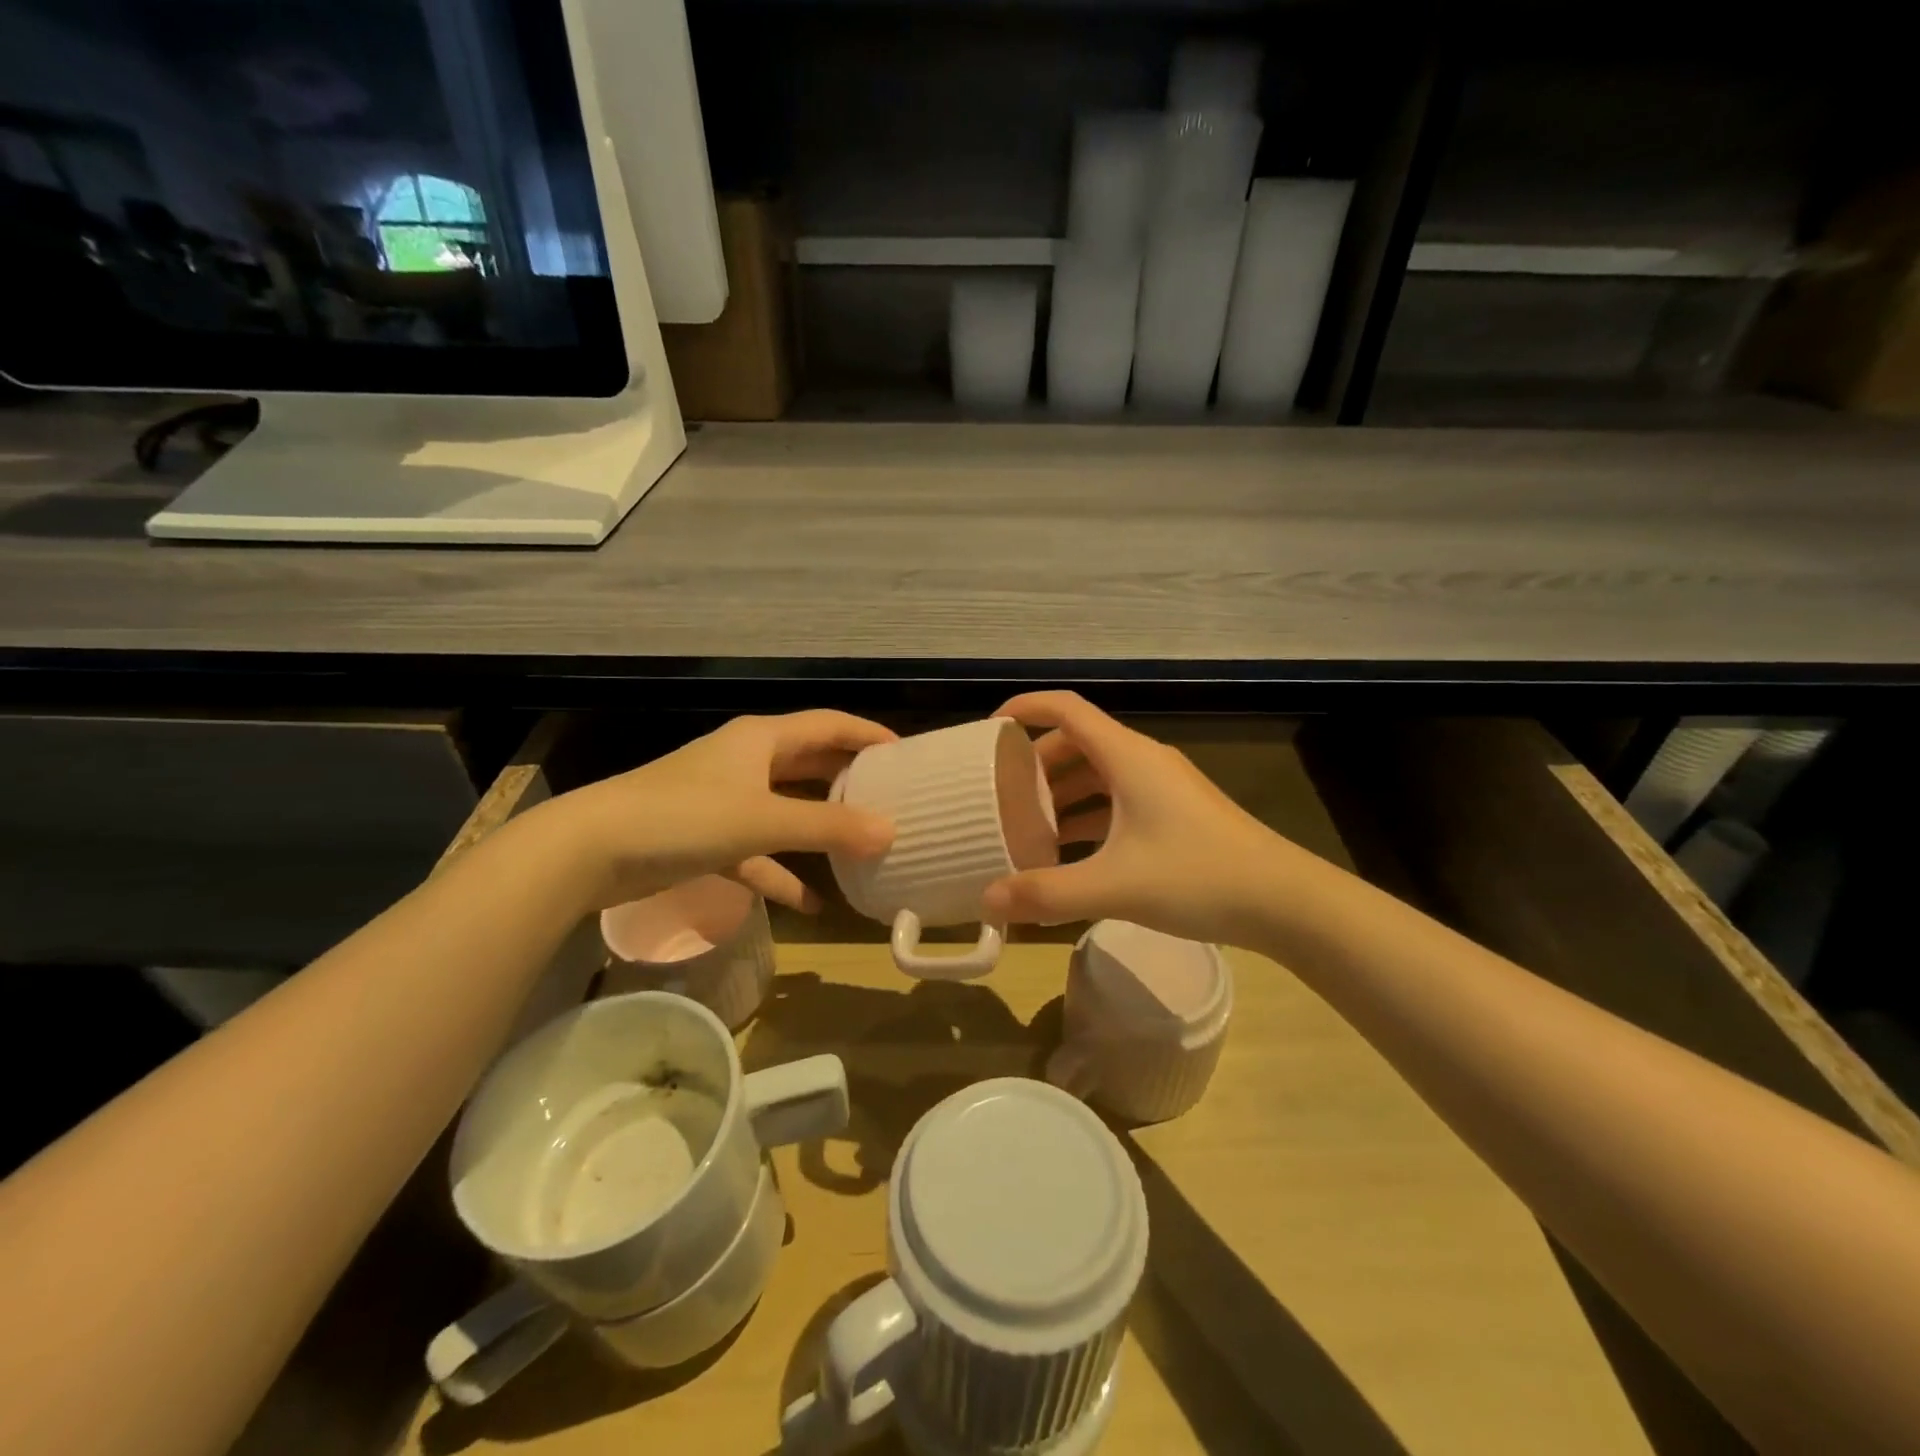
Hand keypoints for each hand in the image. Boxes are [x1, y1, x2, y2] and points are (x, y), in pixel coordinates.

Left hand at [544, 711, 896, 911]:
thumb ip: (829, 828)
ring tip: (862, 848)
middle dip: (848, 782)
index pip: (828, 725)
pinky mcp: (707, 839)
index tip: (905, 755)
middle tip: (891, 800)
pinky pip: (759, 853)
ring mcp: (725, 801)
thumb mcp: (763, 820)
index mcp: (761, 739)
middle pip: (809, 765)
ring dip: (820, 830)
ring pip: (786, 811)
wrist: (590, 851)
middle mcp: (746, 762)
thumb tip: (891, 832)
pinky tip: (813, 904)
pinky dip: (783, 874)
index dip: (867, 735)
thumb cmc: (683, 817)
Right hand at [982, 692, 1300, 945]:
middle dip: (1036, 763)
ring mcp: (1164, 788)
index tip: (989, 731)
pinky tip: (1070, 851)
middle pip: (1078, 743)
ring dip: (1062, 793)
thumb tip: (986, 900)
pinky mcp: (1176, 815)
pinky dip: (1088, 816)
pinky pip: (1118, 802)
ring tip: (1027, 825)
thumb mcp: (1114, 886)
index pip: (1066, 709)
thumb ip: (1046, 893)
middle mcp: (1144, 762)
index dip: (1025, 708)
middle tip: (1002, 794)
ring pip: (1099, 775)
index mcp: (1128, 757)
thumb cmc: (1198, 877)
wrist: (1285, 902)